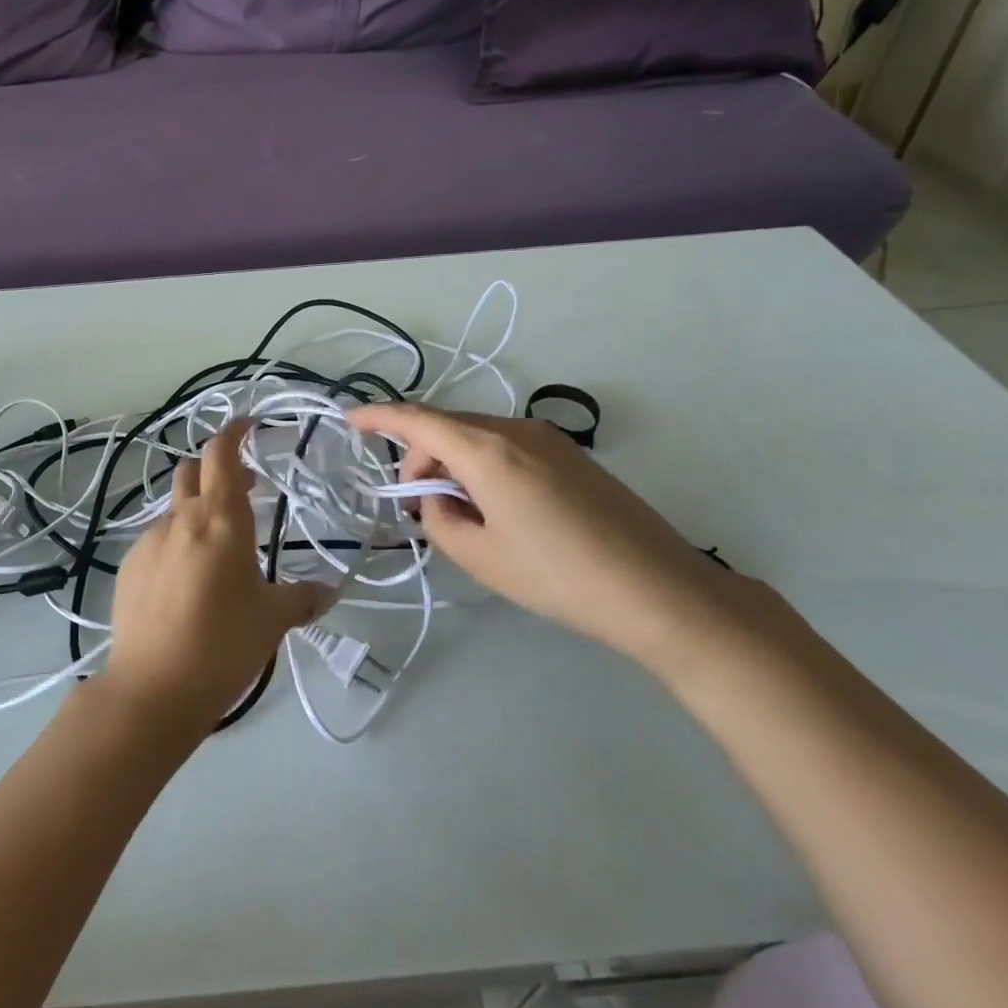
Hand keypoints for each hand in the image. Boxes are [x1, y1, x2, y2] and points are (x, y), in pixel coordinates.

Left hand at [105, 420, 331, 735]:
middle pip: (193, 472)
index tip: (251, 426)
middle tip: (244, 492)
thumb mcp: (273, 620)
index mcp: (220, 519)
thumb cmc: (224, 644)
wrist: (153, 688)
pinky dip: (176, 546)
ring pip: (175, 511)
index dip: (235, 432)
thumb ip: (302, 598)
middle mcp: (181, 520)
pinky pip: (157, 543)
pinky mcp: (128, 569)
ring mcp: (148, 543)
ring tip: (218, 553)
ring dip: (197, 514)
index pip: (221, 453)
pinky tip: (186, 584)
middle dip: (217, 471)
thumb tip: (328, 592)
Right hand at [347, 404, 783, 674]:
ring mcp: (550, 440)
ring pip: (478, 437)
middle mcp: (517, 431)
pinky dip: (483, 467)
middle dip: (420, 457)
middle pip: (448, 427)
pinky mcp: (571, 456)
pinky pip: (507, 448)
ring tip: (457, 514)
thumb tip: (438, 498)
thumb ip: (439, 518)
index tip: (350, 421)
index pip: (419, 420)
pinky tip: (495, 509)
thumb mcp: (479, 555)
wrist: (657, 590)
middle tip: (416, 506)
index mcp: (488, 450)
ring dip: (453, 464)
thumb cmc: (557, 576)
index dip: (380, 417)